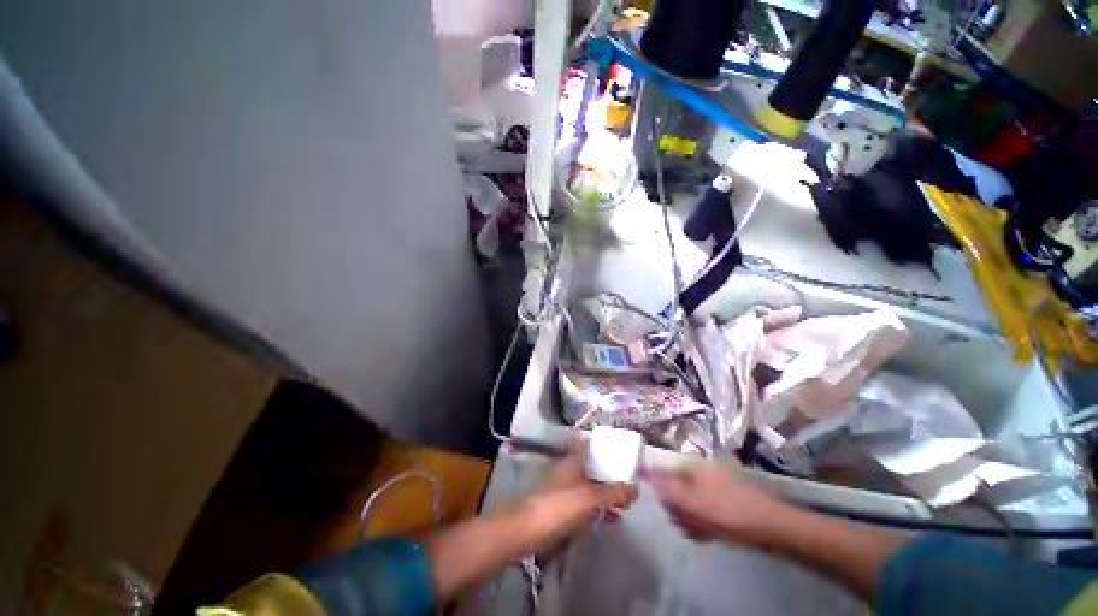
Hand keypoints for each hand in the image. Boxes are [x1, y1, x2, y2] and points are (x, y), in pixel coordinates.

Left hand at [518, 446, 638, 546]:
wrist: (529, 529)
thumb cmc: (561, 505)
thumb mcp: (591, 497)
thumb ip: (614, 492)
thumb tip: (637, 488)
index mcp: (575, 461)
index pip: (590, 445)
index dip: (603, 445)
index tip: (619, 449)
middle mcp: (570, 471)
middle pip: (593, 468)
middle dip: (610, 475)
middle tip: (629, 483)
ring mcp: (566, 491)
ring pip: (590, 487)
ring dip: (606, 494)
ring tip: (625, 504)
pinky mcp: (563, 510)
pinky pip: (585, 506)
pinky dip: (598, 510)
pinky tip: (610, 519)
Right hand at [647, 462, 792, 546]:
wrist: (773, 527)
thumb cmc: (729, 511)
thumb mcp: (693, 502)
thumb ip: (667, 488)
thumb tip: (646, 473)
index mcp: (694, 465)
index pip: (667, 472)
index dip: (662, 490)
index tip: (663, 508)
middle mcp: (703, 470)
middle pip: (678, 487)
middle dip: (678, 508)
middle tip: (684, 524)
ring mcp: (717, 484)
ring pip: (691, 500)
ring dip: (690, 517)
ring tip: (699, 532)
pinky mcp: (727, 499)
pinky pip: (705, 508)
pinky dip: (703, 520)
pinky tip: (708, 534)